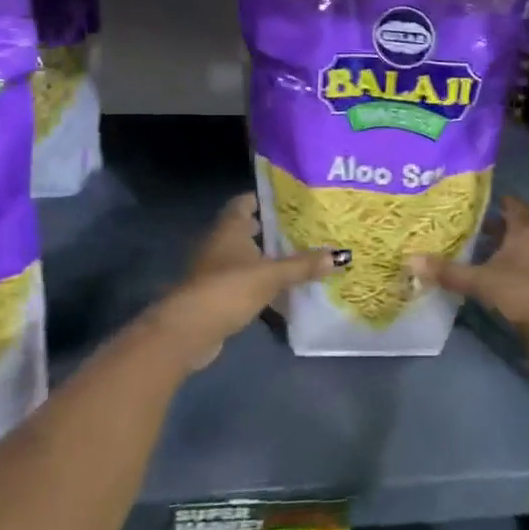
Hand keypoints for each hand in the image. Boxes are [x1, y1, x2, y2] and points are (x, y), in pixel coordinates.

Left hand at [149, 193, 339, 369]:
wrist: (189, 330)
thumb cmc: (229, 288)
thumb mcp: (272, 275)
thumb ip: (303, 265)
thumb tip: (339, 255)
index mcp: (230, 227)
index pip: (245, 202)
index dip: (265, 199)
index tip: (290, 201)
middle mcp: (219, 242)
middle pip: (245, 228)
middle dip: (270, 229)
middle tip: (301, 229)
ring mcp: (214, 269)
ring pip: (243, 256)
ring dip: (264, 257)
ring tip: (296, 258)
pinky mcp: (214, 294)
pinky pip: (241, 280)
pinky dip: (257, 281)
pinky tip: (278, 289)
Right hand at [407, 195, 528, 347]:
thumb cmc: (525, 294)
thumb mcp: (482, 281)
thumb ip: (449, 272)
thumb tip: (411, 259)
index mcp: (524, 233)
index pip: (513, 206)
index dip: (497, 198)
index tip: (474, 195)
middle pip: (511, 229)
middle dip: (489, 225)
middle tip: (460, 222)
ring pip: (511, 252)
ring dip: (492, 250)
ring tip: (463, 249)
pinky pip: (511, 273)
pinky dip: (495, 271)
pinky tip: (476, 278)